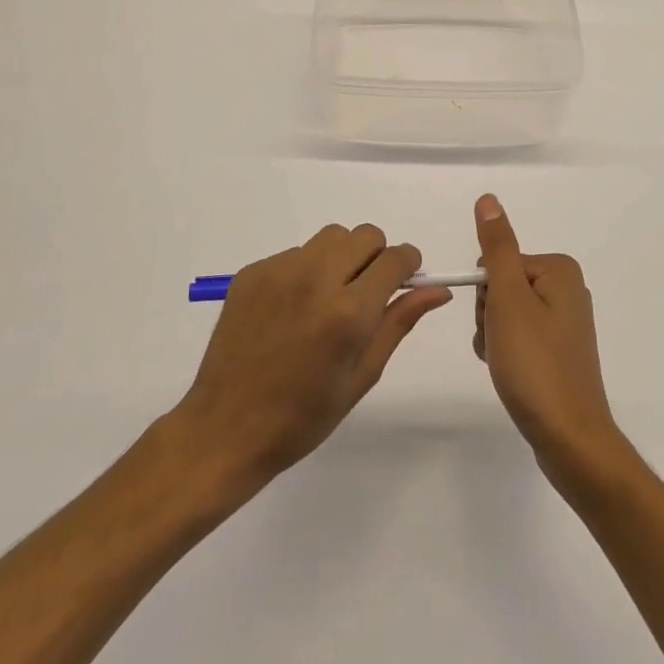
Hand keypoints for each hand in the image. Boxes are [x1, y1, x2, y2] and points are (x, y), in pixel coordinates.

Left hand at [172, 223, 450, 489]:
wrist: (226, 428)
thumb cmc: (303, 416)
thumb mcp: (362, 374)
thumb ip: (399, 322)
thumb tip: (438, 290)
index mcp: (348, 311)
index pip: (394, 259)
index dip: (408, 264)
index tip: (407, 278)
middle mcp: (315, 278)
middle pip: (364, 235)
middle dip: (376, 256)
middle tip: (367, 292)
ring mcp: (279, 271)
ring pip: (329, 238)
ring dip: (342, 257)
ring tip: (329, 298)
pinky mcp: (252, 272)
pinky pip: (295, 253)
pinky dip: (306, 270)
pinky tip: (293, 310)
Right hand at [472, 194, 625, 487]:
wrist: (570, 438)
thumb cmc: (535, 365)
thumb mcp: (508, 300)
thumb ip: (496, 247)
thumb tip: (488, 199)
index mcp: (559, 269)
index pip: (497, 263)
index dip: (486, 294)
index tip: (496, 323)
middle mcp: (567, 288)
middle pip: (502, 286)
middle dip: (490, 316)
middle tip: (501, 346)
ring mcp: (566, 322)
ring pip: (506, 313)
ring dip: (494, 337)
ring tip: (506, 365)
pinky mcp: (561, 350)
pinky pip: (520, 337)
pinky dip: (507, 352)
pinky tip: (512, 374)